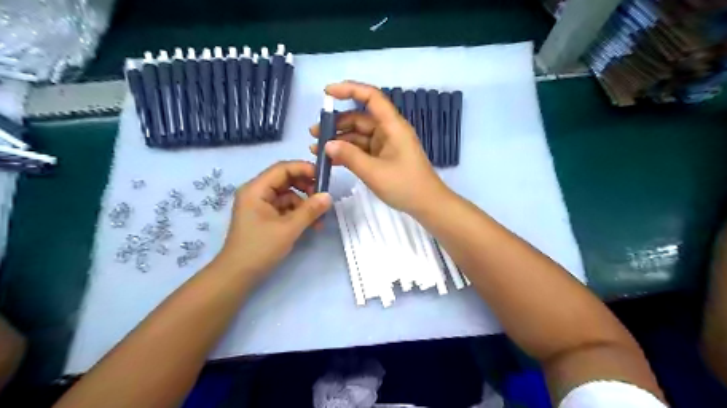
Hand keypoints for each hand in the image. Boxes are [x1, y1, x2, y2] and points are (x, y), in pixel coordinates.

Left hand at [213, 161, 331, 282]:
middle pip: (286, 180)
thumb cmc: (260, 248)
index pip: (282, 168)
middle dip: (306, 187)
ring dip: (305, 203)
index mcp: (256, 189)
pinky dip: (298, 213)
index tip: (324, 177)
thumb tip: (329, 196)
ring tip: (319, 218)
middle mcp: (257, 192)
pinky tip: (310, 224)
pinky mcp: (265, 216)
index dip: (304, 169)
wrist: (238, 275)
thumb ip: (310, 210)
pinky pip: (285, 207)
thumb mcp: (288, 228)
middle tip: (323, 197)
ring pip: (288, 195)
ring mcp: (260, 204)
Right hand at [307, 80, 445, 214]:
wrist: (427, 205)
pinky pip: (363, 149)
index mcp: (392, 126)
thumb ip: (349, 156)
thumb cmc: (405, 186)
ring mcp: (386, 145)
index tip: (327, 93)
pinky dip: (348, 152)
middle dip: (337, 123)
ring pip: (359, 135)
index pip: (371, 97)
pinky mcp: (384, 157)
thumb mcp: (374, 172)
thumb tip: (327, 144)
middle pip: (360, 118)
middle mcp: (389, 131)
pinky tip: (331, 159)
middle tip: (314, 134)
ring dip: (339, 140)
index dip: (349, 89)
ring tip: (317, 149)